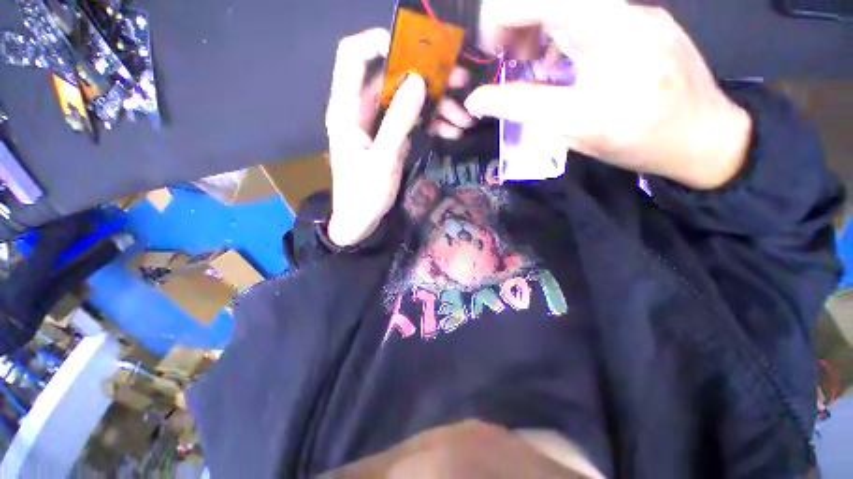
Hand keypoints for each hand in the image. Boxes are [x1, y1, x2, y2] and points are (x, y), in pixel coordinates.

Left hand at [325, 29, 475, 246]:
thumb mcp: (383, 160)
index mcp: (347, 109)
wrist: (361, 221)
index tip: (417, 49)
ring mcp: (379, 123)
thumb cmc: (364, 195)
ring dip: (437, 106)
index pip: (353, 56)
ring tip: (464, 119)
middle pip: (393, 77)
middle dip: (427, 78)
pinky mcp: (391, 136)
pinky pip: (413, 120)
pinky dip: (432, 123)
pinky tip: (452, 131)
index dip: (380, 42)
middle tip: (460, 83)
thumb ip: (398, 122)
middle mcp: (362, 109)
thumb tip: (419, 82)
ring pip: (409, 100)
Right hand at [467, 0, 751, 189]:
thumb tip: (476, 99)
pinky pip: (590, 13)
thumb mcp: (572, 126)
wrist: (705, 137)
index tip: (494, 54)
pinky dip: (562, 33)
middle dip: (517, 24)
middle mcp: (621, 7)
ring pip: (569, 4)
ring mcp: (635, 10)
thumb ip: (520, 106)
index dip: (498, 17)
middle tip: (513, 62)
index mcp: (604, 29)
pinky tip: (565, 63)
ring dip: (538, 28)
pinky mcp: (643, 20)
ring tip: (536, 65)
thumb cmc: (639, 137)